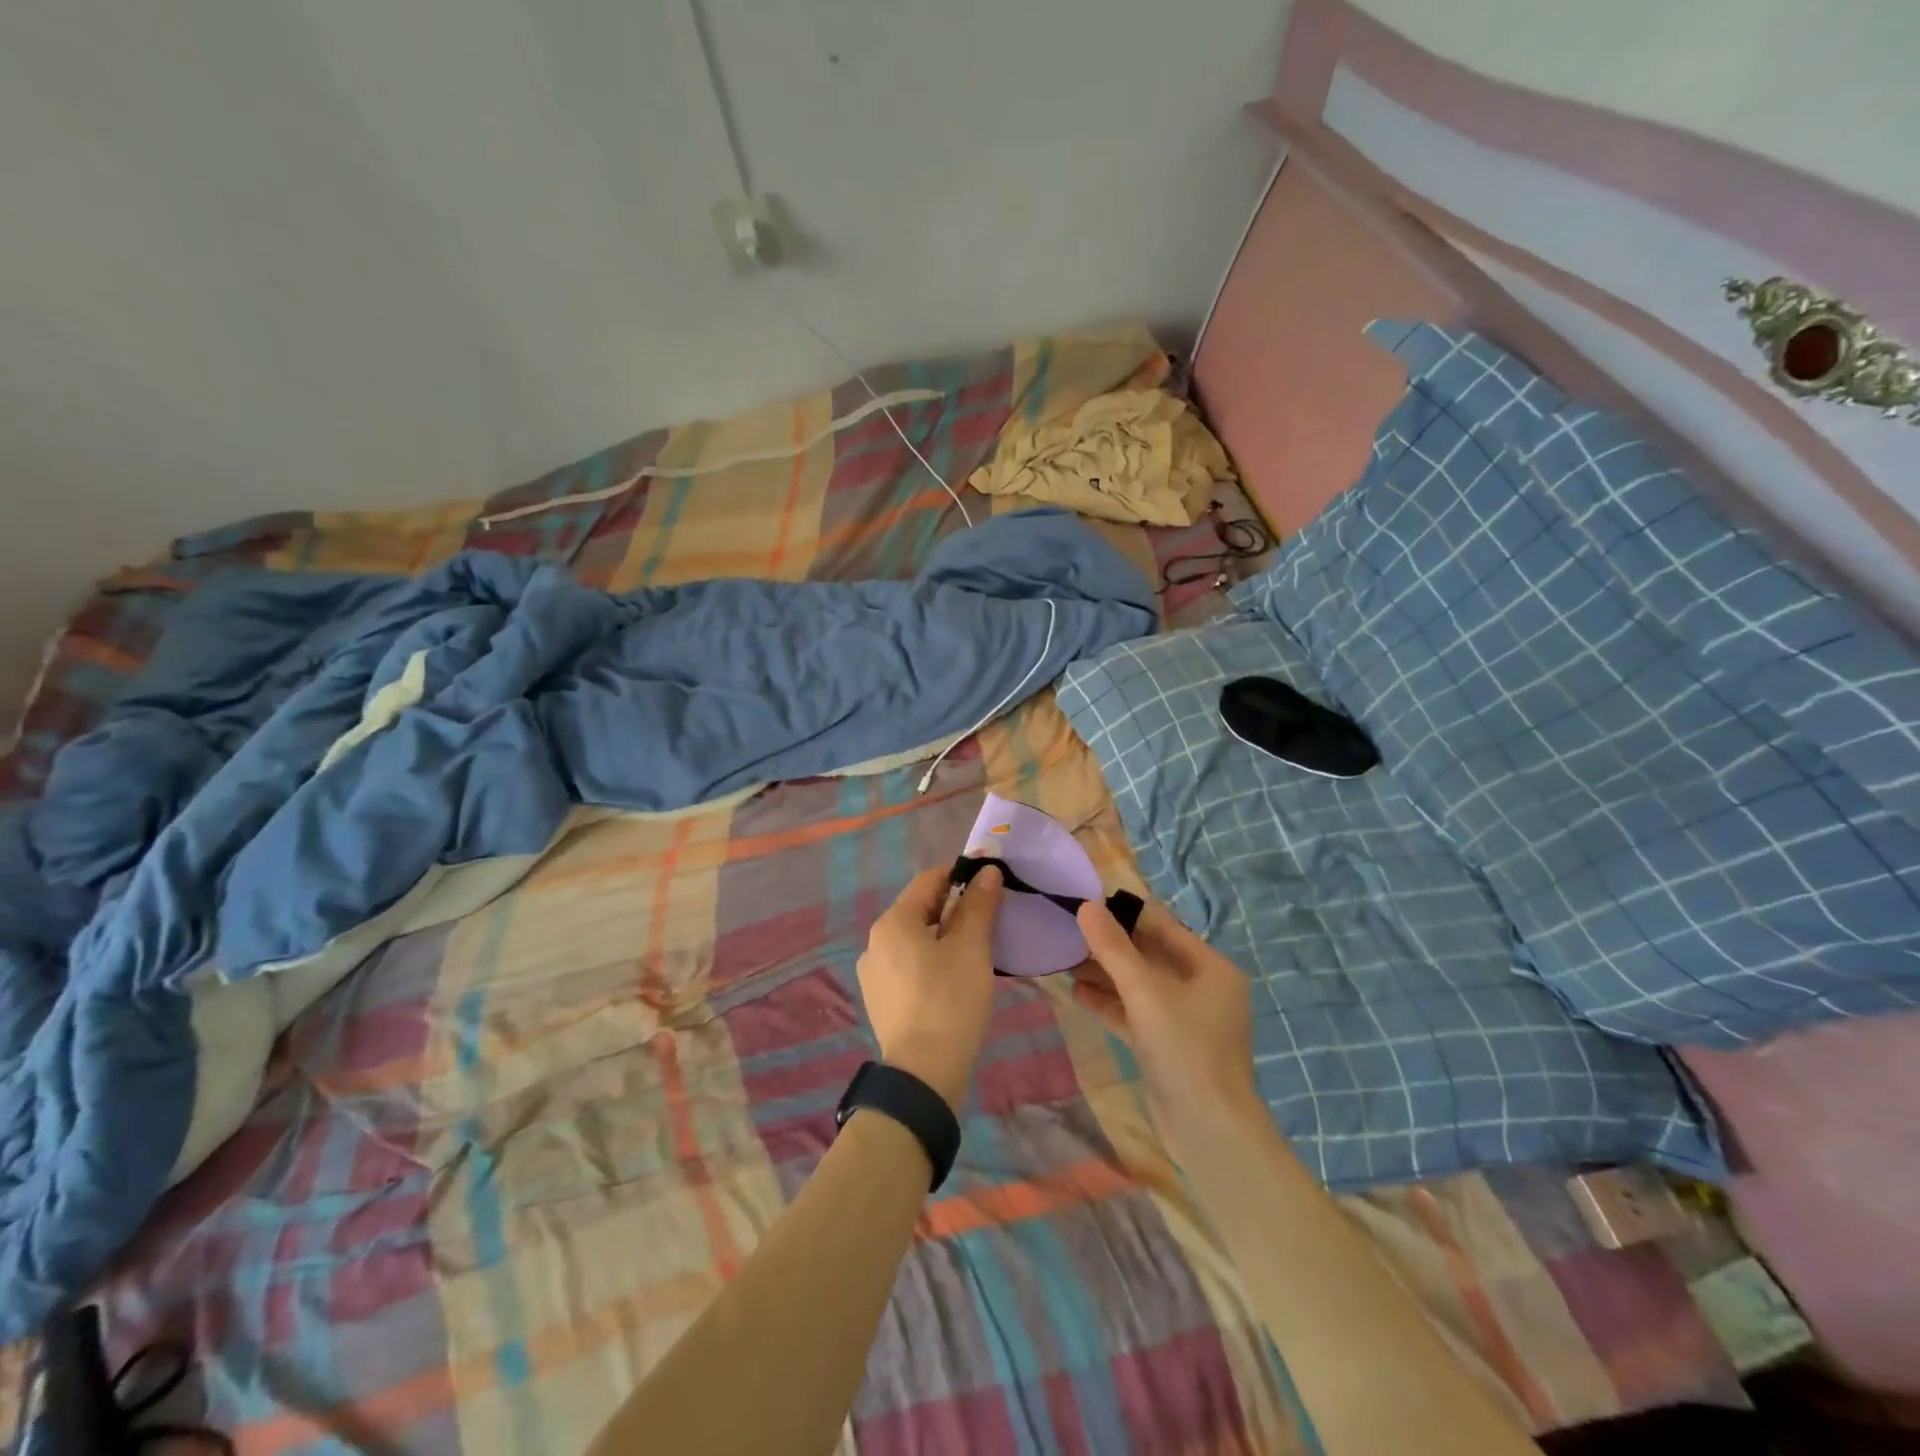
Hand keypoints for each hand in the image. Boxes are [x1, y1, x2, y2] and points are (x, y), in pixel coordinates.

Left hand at [856, 864, 1002, 1110]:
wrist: (923, 1074)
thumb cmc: (950, 1000)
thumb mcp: (971, 948)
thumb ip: (978, 905)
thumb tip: (987, 872)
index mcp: (893, 922)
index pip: (928, 881)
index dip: (960, 875)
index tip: (989, 881)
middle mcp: (874, 942)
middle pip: (919, 910)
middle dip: (953, 908)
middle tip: (988, 918)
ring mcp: (873, 974)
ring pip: (913, 940)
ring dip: (942, 936)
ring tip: (974, 950)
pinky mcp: (879, 1000)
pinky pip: (907, 966)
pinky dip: (930, 961)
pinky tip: (952, 980)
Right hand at [1070, 899, 1260, 1142]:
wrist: (1209, 1131)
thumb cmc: (1184, 1048)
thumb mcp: (1145, 992)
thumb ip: (1113, 948)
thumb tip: (1086, 905)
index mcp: (1210, 967)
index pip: (1162, 926)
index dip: (1124, 913)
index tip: (1085, 902)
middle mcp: (1202, 988)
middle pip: (1149, 955)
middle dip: (1109, 945)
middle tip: (1067, 931)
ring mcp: (1186, 1019)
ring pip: (1139, 985)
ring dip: (1105, 974)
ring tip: (1064, 960)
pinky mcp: (1168, 1046)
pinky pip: (1136, 1013)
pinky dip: (1110, 1003)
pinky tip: (1077, 994)